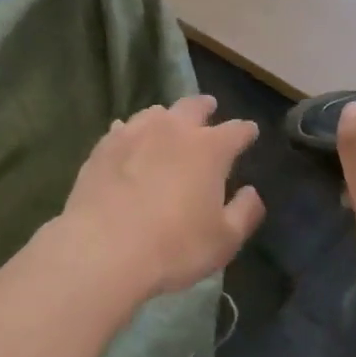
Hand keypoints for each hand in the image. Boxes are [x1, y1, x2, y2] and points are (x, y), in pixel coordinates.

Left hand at [60, 96, 265, 297]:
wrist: (103, 250)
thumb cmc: (175, 247)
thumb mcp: (224, 240)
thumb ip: (245, 212)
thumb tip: (252, 192)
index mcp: (210, 149)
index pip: (236, 131)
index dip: (246, 132)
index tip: (250, 132)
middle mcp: (174, 131)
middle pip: (193, 106)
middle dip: (205, 107)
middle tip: (209, 107)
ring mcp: (134, 135)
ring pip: (155, 113)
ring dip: (167, 116)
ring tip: (167, 123)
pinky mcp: (103, 148)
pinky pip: (122, 130)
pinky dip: (131, 131)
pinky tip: (128, 138)